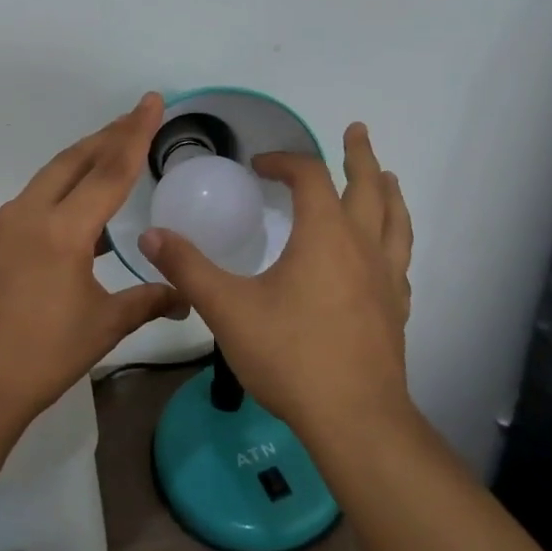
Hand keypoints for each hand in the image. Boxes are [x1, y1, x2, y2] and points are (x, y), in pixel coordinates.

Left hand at [0, 93, 187, 433]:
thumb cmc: (40, 358)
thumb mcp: (102, 327)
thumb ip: (147, 301)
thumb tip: (184, 295)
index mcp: (62, 230)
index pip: (109, 170)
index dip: (136, 133)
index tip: (152, 101)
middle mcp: (28, 214)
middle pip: (74, 160)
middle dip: (108, 136)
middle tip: (137, 117)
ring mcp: (2, 226)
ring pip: (49, 178)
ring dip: (82, 163)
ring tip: (111, 159)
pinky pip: (31, 203)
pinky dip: (59, 193)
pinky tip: (76, 215)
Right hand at [140, 121, 411, 437]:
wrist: (354, 419)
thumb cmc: (290, 355)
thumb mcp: (227, 308)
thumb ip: (188, 268)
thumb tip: (150, 236)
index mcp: (324, 236)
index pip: (309, 177)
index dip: (284, 162)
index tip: (260, 165)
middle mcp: (362, 247)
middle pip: (368, 187)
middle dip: (359, 156)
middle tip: (357, 131)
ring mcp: (386, 279)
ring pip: (395, 221)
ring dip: (388, 192)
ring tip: (386, 177)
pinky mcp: (395, 310)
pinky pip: (400, 259)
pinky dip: (395, 239)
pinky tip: (386, 251)